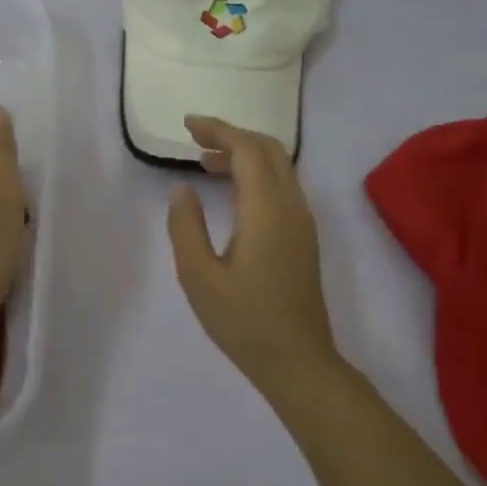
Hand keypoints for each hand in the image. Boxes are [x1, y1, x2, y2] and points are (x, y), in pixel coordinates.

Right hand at [167, 116, 344, 400]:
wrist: (297, 360)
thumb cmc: (243, 321)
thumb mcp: (198, 276)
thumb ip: (186, 226)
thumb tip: (183, 188)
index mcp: (266, 210)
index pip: (247, 150)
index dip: (218, 130)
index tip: (188, 125)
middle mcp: (291, 206)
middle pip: (269, 150)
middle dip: (232, 135)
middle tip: (195, 138)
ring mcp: (302, 221)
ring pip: (279, 167)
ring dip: (245, 154)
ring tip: (205, 161)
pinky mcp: (303, 236)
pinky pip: (282, 186)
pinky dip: (256, 174)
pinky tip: (232, 191)